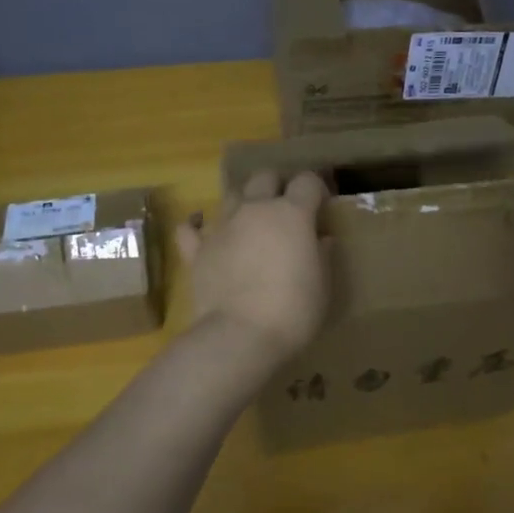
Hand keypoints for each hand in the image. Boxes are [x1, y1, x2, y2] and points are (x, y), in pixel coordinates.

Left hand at [177, 170, 328, 365]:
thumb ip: (322, 255)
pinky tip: (201, 232)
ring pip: (231, 196)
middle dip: (276, 185)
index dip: (315, 189)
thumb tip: (320, 239)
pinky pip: (190, 229)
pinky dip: (196, 227)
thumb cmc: (294, 310)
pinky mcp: (197, 250)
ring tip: (250, 224)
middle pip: (264, 177)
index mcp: (292, 214)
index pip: (306, 181)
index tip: (321, 206)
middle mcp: (255, 210)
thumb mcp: (323, 285)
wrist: (241, 335)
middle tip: (285, 209)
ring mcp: (223, 227)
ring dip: (243, 203)